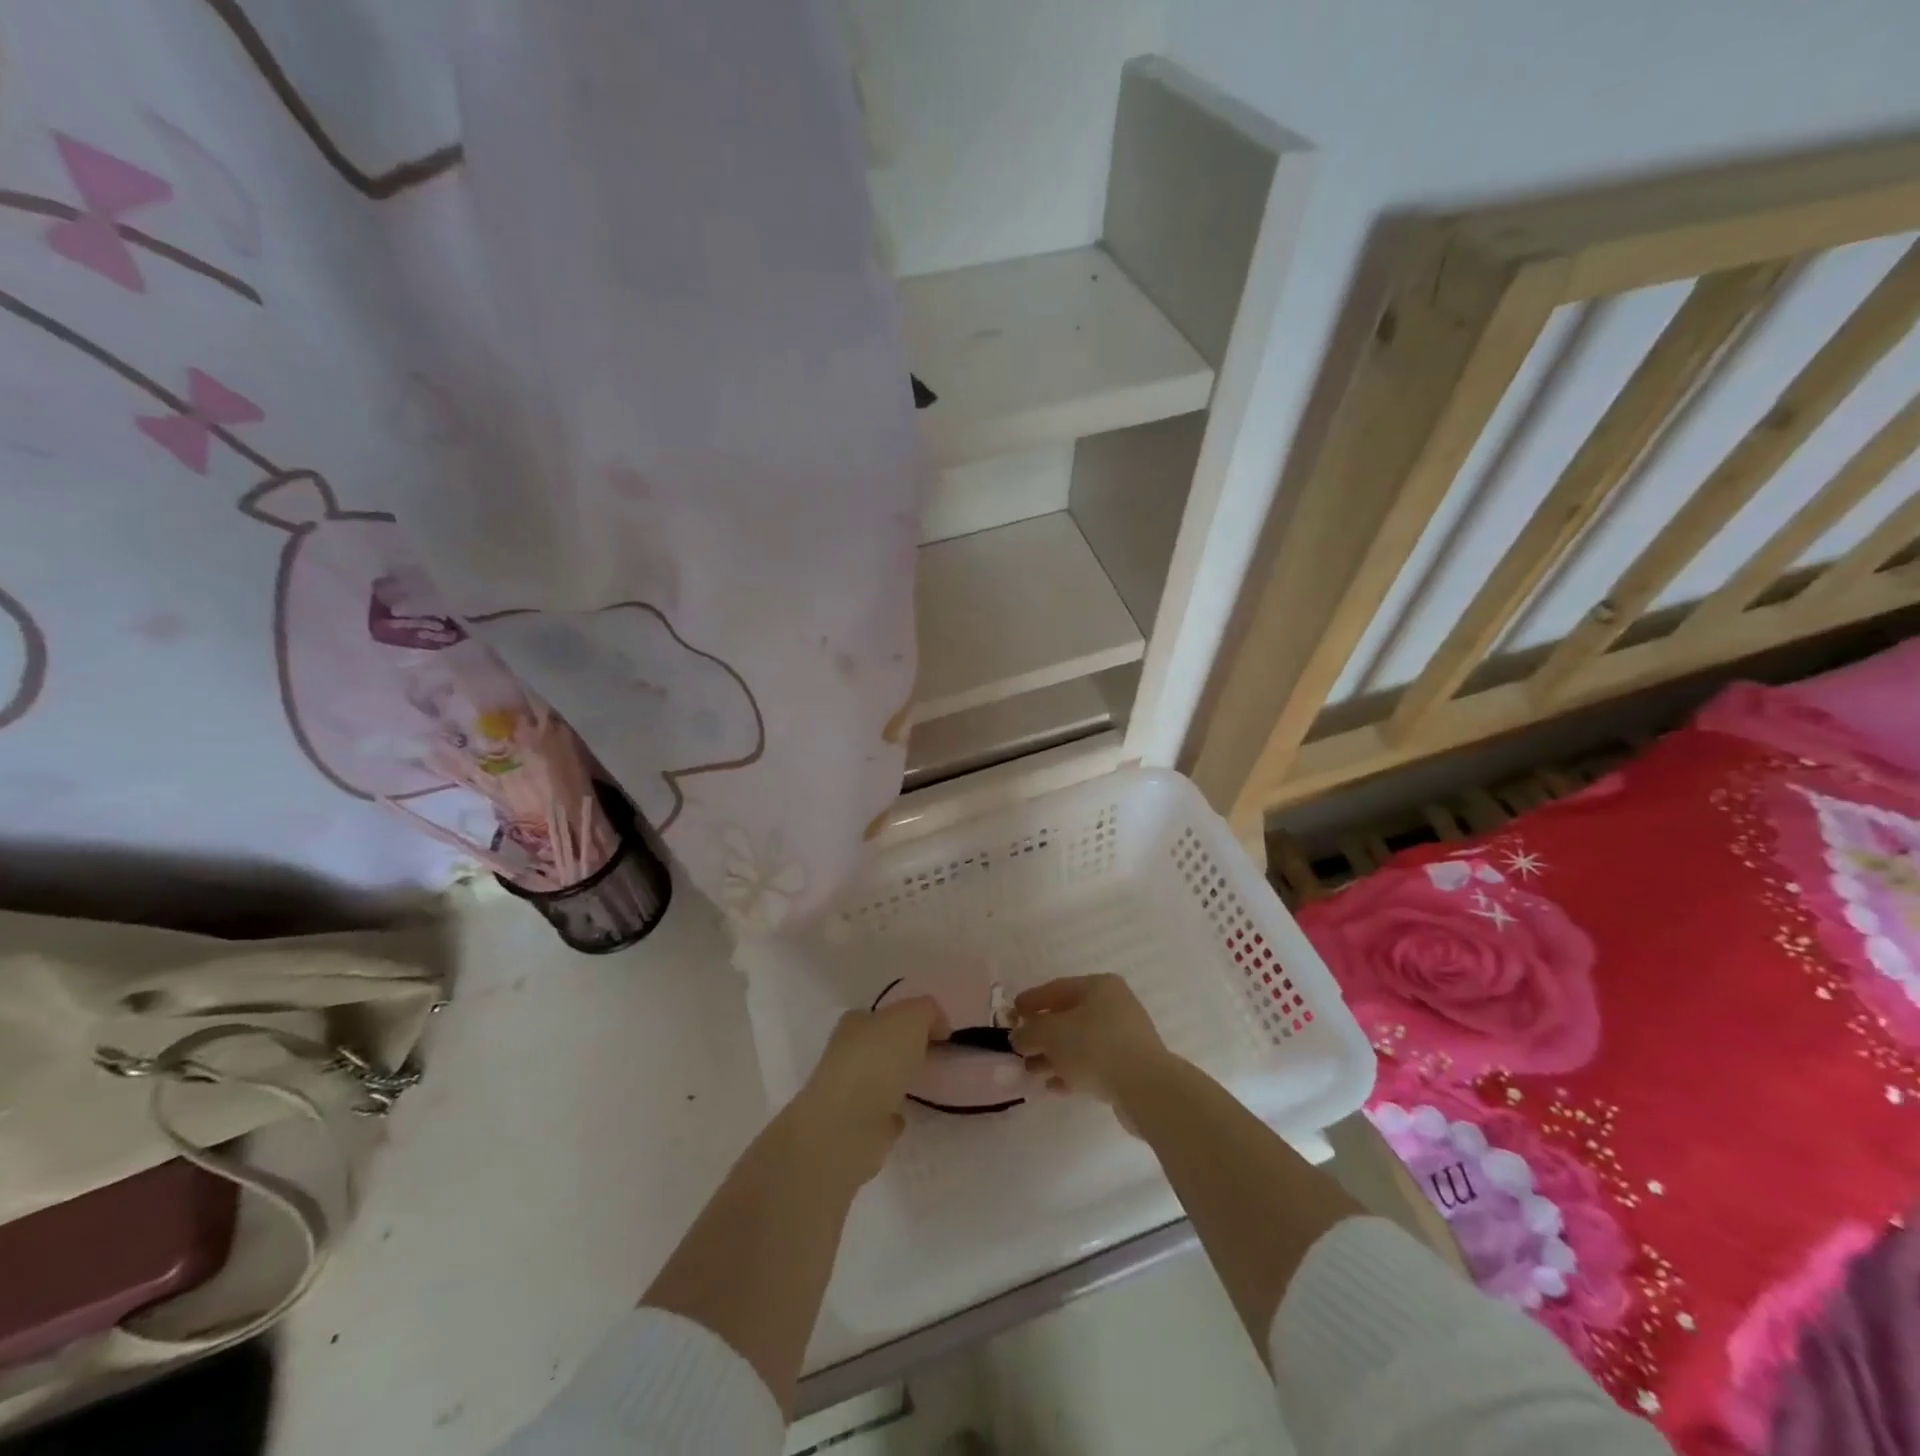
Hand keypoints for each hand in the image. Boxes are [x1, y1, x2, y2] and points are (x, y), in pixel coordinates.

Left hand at [791, 997, 947, 1184]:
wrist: (847, 1126)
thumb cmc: (878, 1060)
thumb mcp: (912, 1017)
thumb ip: (927, 1012)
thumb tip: (936, 1028)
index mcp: (856, 1022)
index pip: (884, 1014)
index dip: (910, 1019)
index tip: (936, 1033)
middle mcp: (847, 1053)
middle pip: (880, 1045)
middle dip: (903, 1049)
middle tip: (932, 1056)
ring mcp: (848, 1092)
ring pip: (879, 1079)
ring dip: (897, 1081)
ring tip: (924, 1085)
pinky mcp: (855, 1127)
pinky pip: (880, 1114)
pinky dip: (892, 1113)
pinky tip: (906, 1114)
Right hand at [1009, 975, 1172, 1119]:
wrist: (1146, 1088)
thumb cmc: (1095, 1047)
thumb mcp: (1052, 1034)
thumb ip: (1029, 1032)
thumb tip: (1018, 1036)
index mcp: (1099, 986)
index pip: (1057, 988)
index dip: (1031, 1001)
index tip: (1011, 1014)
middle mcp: (1115, 1005)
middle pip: (1068, 1016)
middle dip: (1041, 1033)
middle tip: (1018, 1047)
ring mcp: (1125, 1036)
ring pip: (1080, 1042)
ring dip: (1053, 1056)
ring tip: (1030, 1071)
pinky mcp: (1129, 1066)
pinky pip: (1093, 1063)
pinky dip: (1071, 1071)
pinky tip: (1052, 1086)